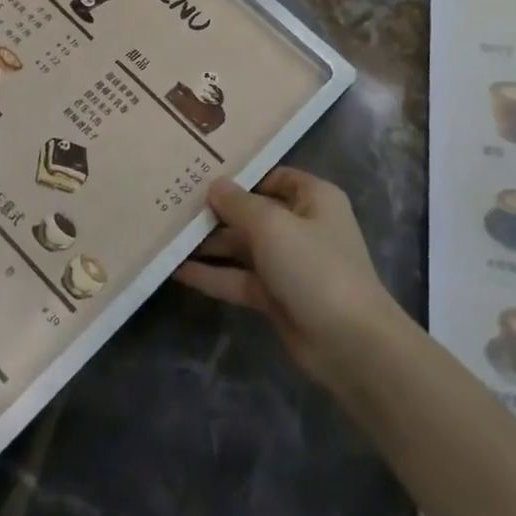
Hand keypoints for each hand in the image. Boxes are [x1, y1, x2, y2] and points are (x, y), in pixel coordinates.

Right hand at [172, 167, 401, 390]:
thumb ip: (238, 204)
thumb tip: (214, 185)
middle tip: (172, 204)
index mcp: (313, 198)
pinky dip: (211, 274)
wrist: (349, 342)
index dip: (241, 176)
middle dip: (217, 211)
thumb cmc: (314, 266)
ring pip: (242, 247)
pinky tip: (176, 269)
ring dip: (209, 244)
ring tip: (166, 234)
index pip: (273, 177)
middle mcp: (302, 226)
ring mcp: (288, 264)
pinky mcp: (275, 297)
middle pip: (253, 212)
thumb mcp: (273, 226)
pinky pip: (238, 278)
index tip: (201, 174)